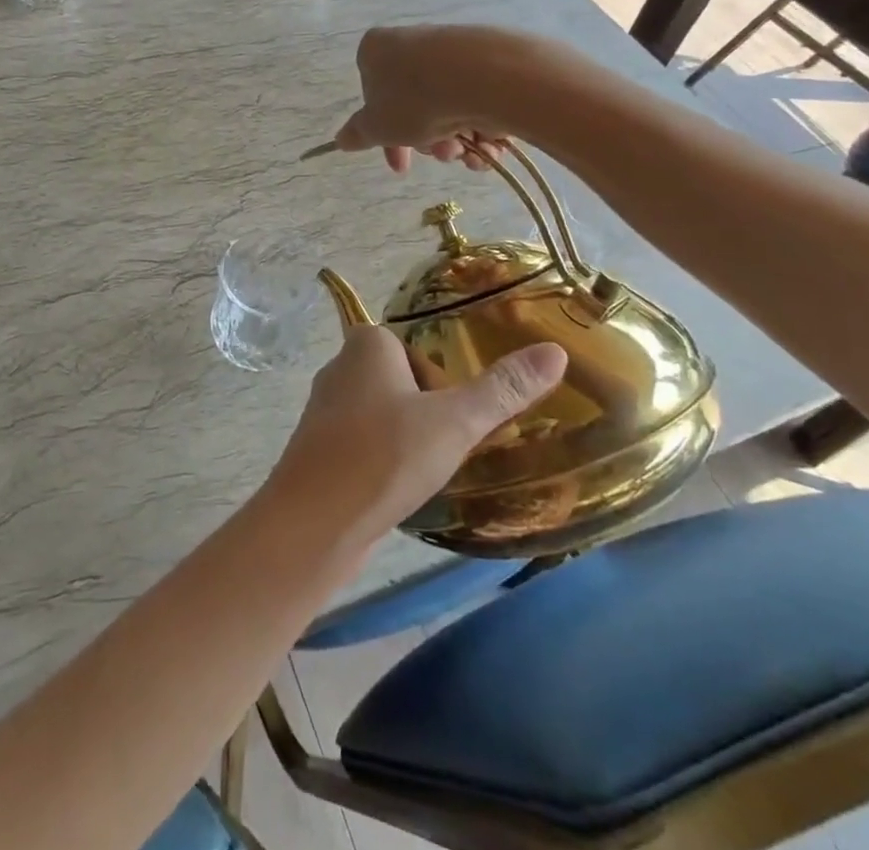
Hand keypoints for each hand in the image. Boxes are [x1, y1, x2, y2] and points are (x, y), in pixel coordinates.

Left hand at [263, 325, 565, 541]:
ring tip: (423, 473)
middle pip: (402, 382)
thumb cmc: (385, 456)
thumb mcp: (455, 422)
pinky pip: (361, 444)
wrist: (313, 523)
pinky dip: (381, 461)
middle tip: (444, 451)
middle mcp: (339, 366)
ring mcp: (323, 409)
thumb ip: (503, 389)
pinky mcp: (316, 448)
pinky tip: (394, 490)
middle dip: (426, 414)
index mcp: (366, 344)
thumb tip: (555, 351)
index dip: (443, 386)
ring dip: (404, 440)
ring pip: (381, 415)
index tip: (455, 422)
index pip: (418, 351)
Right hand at [333, 25, 523, 173]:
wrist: (485, 76)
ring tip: (467, 152)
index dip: (385, 137)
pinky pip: (476, 100)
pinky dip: (482, 129)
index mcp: (376, 50)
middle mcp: (412, 42)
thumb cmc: (415, 99)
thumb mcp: (377, 127)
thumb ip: (358, 134)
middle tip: (440, 154)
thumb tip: (341, 139)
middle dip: (426, 142)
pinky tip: (490, 146)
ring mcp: (451, 49)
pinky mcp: (488, 58)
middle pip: (413, 106)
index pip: (372, 96)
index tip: (401, 164)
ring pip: (446, 107)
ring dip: (455, 141)